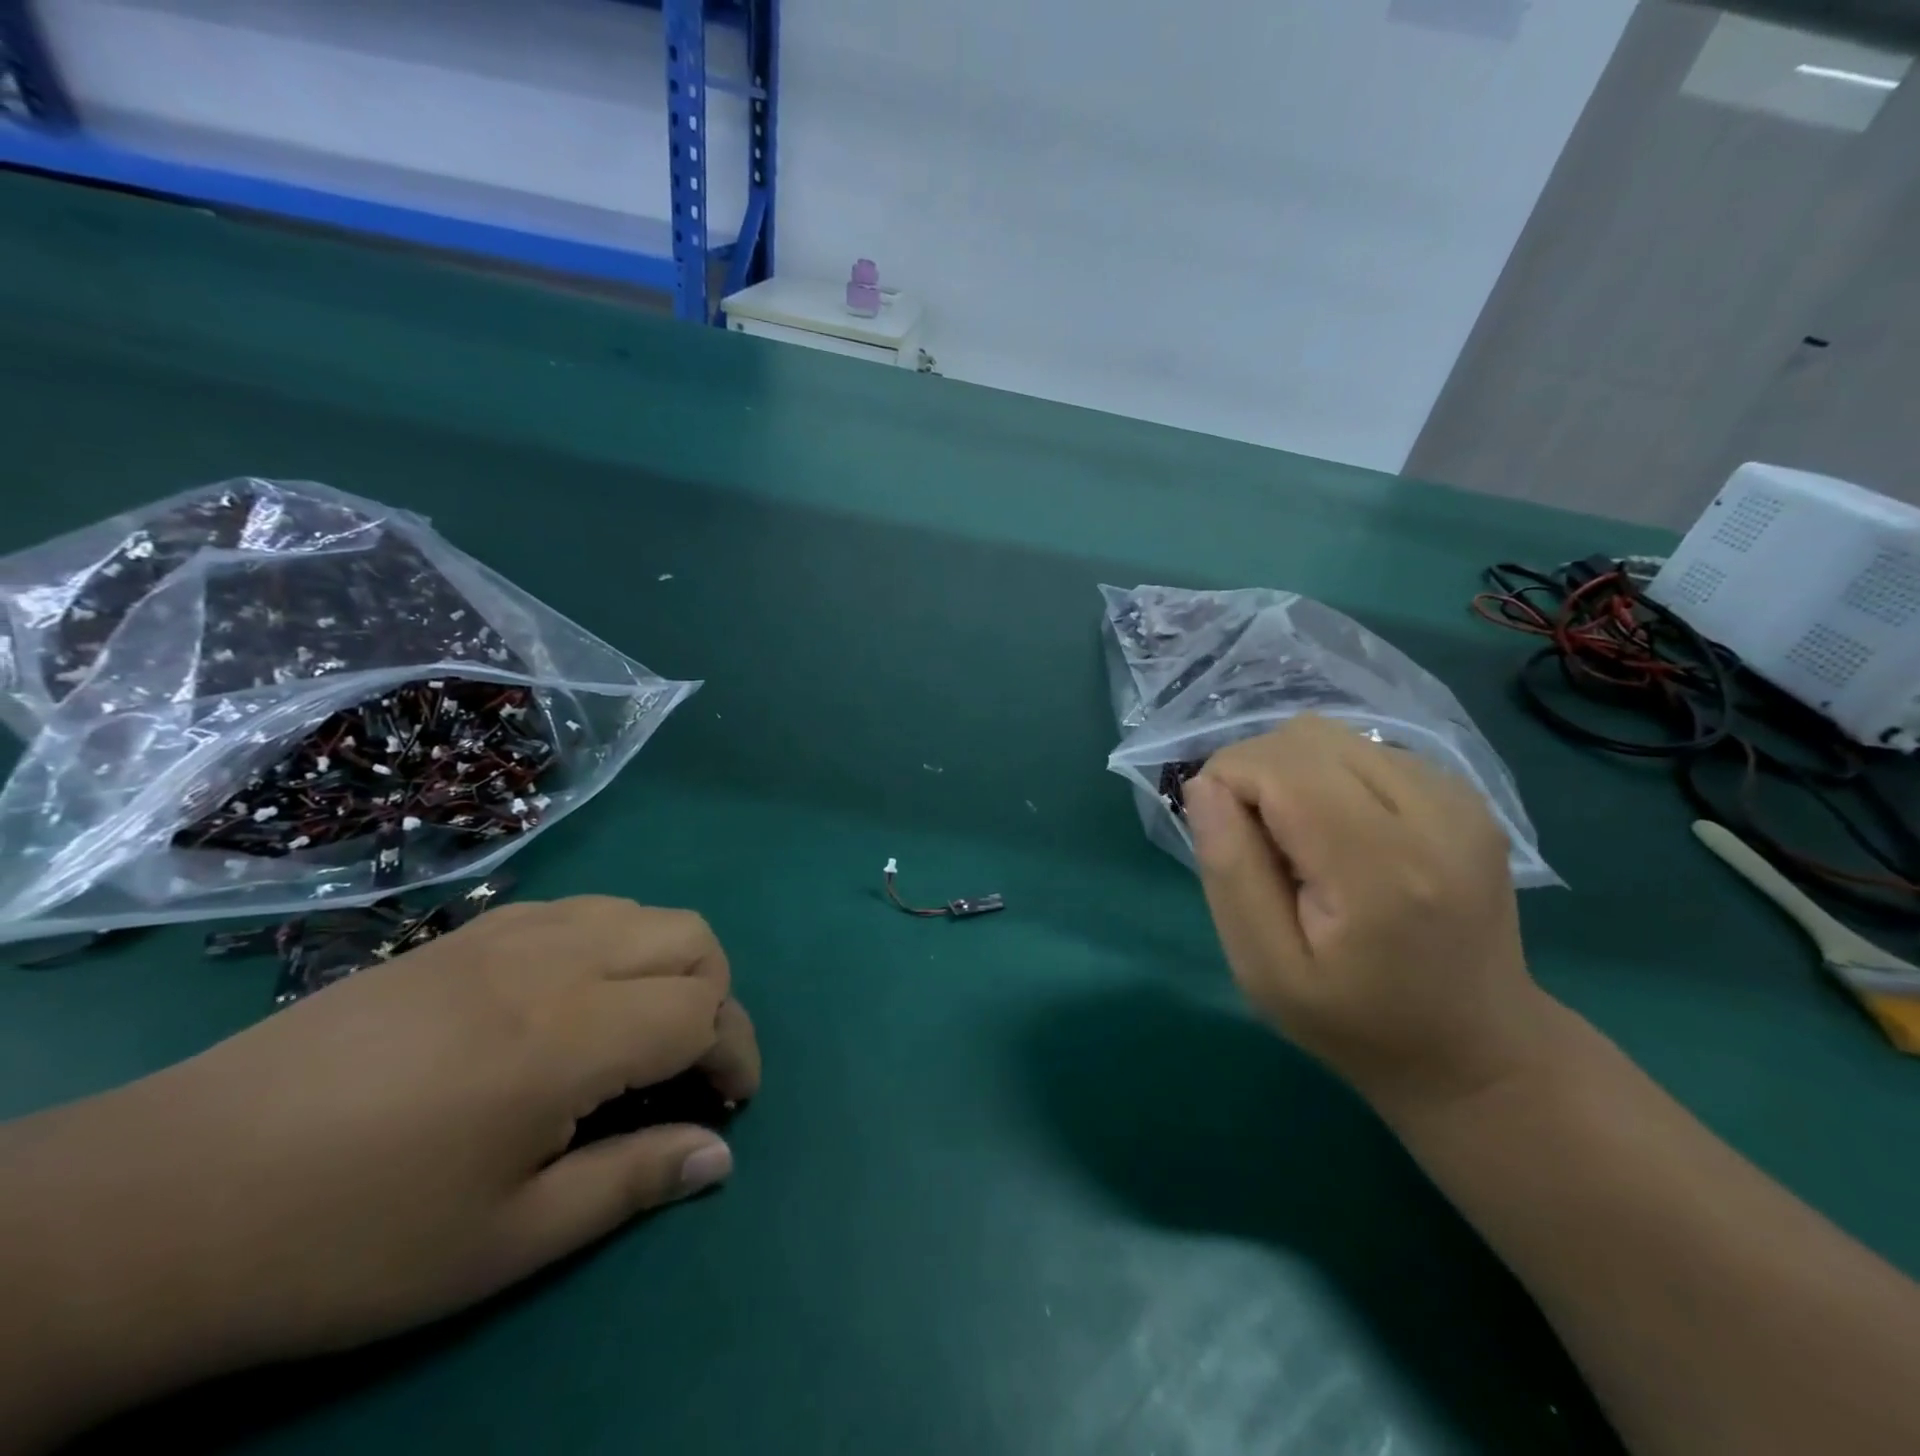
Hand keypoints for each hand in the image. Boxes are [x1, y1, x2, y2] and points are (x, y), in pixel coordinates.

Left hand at [0, 897, 757, 1445]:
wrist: (163, 1197)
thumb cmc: (348, 1238)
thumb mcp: (504, 1241)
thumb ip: (630, 1183)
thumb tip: (720, 1157)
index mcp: (570, 1035)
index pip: (704, 1010)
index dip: (735, 1054)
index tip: (729, 1106)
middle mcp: (555, 960)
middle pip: (690, 938)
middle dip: (716, 995)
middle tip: (688, 1066)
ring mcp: (507, 933)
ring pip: (640, 911)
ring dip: (668, 963)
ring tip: (638, 1031)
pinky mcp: (468, 932)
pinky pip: (582, 909)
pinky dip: (615, 942)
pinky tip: (574, 1002)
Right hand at [1182, 716, 1552, 1117]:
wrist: (1477, 1050)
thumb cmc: (1354, 1022)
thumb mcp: (1264, 969)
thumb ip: (1229, 871)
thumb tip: (1204, 786)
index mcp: (1379, 869)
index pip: (1278, 766)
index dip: (1226, 783)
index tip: (1224, 839)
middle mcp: (1432, 815)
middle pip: (1303, 737)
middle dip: (1254, 772)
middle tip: (1256, 841)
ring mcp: (1458, 799)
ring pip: (1332, 734)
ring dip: (1291, 771)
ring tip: (1297, 836)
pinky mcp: (1466, 795)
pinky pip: (1365, 748)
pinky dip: (1329, 775)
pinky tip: (1338, 829)